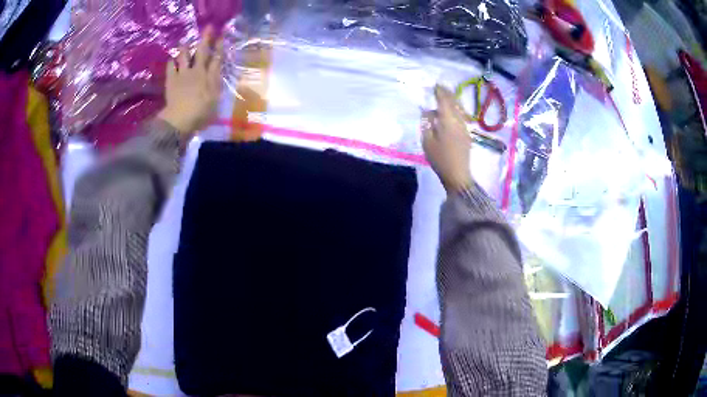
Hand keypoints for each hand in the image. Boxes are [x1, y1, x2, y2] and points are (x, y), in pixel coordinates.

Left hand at [158, 25, 223, 133]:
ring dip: (185, 48)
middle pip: (202, 52)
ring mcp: (182, 74)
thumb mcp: (215, 100)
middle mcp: (197, 71)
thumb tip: (218, 73)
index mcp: (209, 76)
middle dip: (206, 39)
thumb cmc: (200, 113)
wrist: (179, 119)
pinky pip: (170, 66)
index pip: (216, 58)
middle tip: (208, 27)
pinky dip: (172, 62)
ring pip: (184, 55)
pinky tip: (172, 60)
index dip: (219, 46)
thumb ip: (216, 85)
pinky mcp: (171, 80)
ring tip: (185, 43)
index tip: (221, 37)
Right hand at [422, 85, 473, 192]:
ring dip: (453, 101)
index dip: (440, 92)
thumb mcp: (427, 141)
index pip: (444, 101)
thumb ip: (427, 123)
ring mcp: (465, 127)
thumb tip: (428, 111)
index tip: (435, 85)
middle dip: (448, 93)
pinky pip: (462, 116)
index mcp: (448, 121)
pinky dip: (457, 110)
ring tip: (447, 96)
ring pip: (460, 109)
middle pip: (454, 102)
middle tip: (441, 87)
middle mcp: (459, 121)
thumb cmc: (440, 158)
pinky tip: (452, 111)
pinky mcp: (467, 134)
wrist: (458, 174)